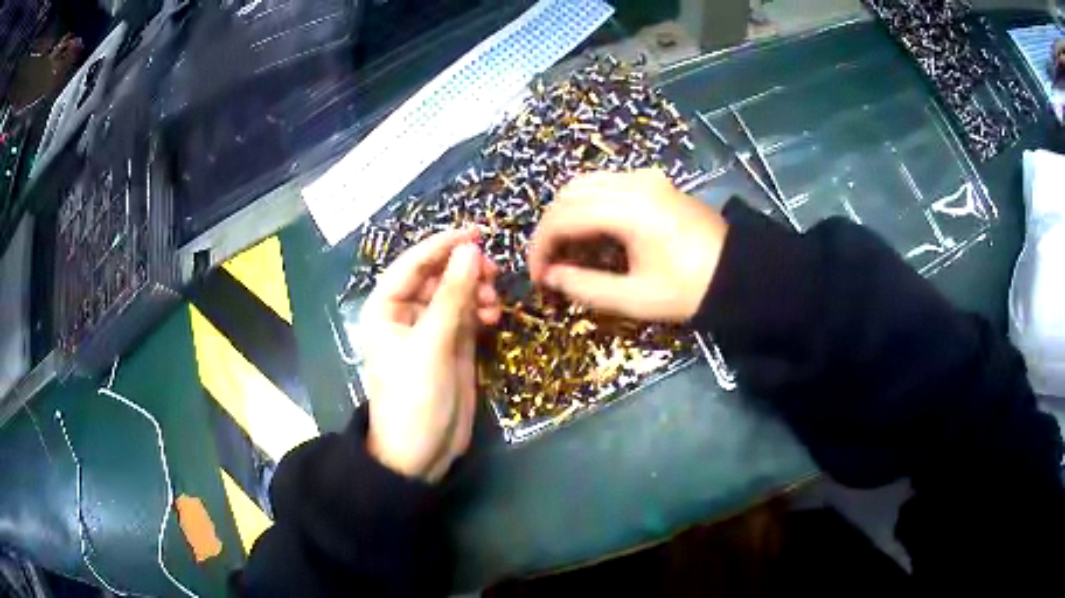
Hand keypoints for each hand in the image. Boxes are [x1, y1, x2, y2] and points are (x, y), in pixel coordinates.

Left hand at [359, 230, 499, 481]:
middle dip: (464, 271)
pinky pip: (468, 315)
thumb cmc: (414, 398)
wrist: (421, 453)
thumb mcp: (432, 345)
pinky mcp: (452, 346)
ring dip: (477, 291)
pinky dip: (482, 311)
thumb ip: (452, 297)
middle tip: (493, 273)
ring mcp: (431, 330)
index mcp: (385, 308)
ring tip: (494, 303)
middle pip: (437, 275)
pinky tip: (495, 317)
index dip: (443, 244)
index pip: (413, 263)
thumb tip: (469, 250)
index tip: (477, 232)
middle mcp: (406, 313)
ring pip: (456, 293)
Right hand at [529, 168, 728, 321]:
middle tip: (548, 264)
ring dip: (567, 213)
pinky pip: (606, 184)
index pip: (563, 218)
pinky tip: (592, 230)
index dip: (540, 247)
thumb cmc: (691, 289)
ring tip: (566, 249)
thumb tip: (552, 276)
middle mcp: (632, 182)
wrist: (741, 274)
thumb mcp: (635, 298)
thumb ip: (586, 287)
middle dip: (550, 229)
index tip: (538, 276)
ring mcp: (645, 177)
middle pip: (569, 194)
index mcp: (628, 209)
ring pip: (585, 184)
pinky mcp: (654, 182)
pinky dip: (588, 204)